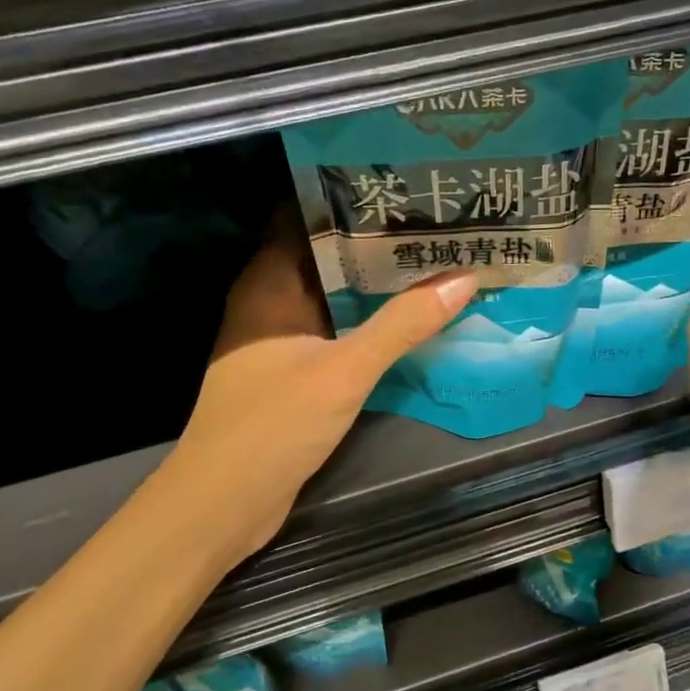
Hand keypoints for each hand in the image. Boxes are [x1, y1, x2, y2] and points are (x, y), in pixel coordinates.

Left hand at [162, 229, 473, 568]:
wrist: (225, 502)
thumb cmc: (274, 424)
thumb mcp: (345, 370)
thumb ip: (402, 324)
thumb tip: (464, 278)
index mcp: (268, 284)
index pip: (305, 217)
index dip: (349, 199)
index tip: (401, 188)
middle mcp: (270, 303)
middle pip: (326, 257)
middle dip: (376, 243)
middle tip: (436, 224)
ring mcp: (281, 341)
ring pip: (335, 298)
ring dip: (376, 287)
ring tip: (435, 263)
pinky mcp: (293, 374)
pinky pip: (336, 334)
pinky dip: (368, 325)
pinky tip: (410, 322)